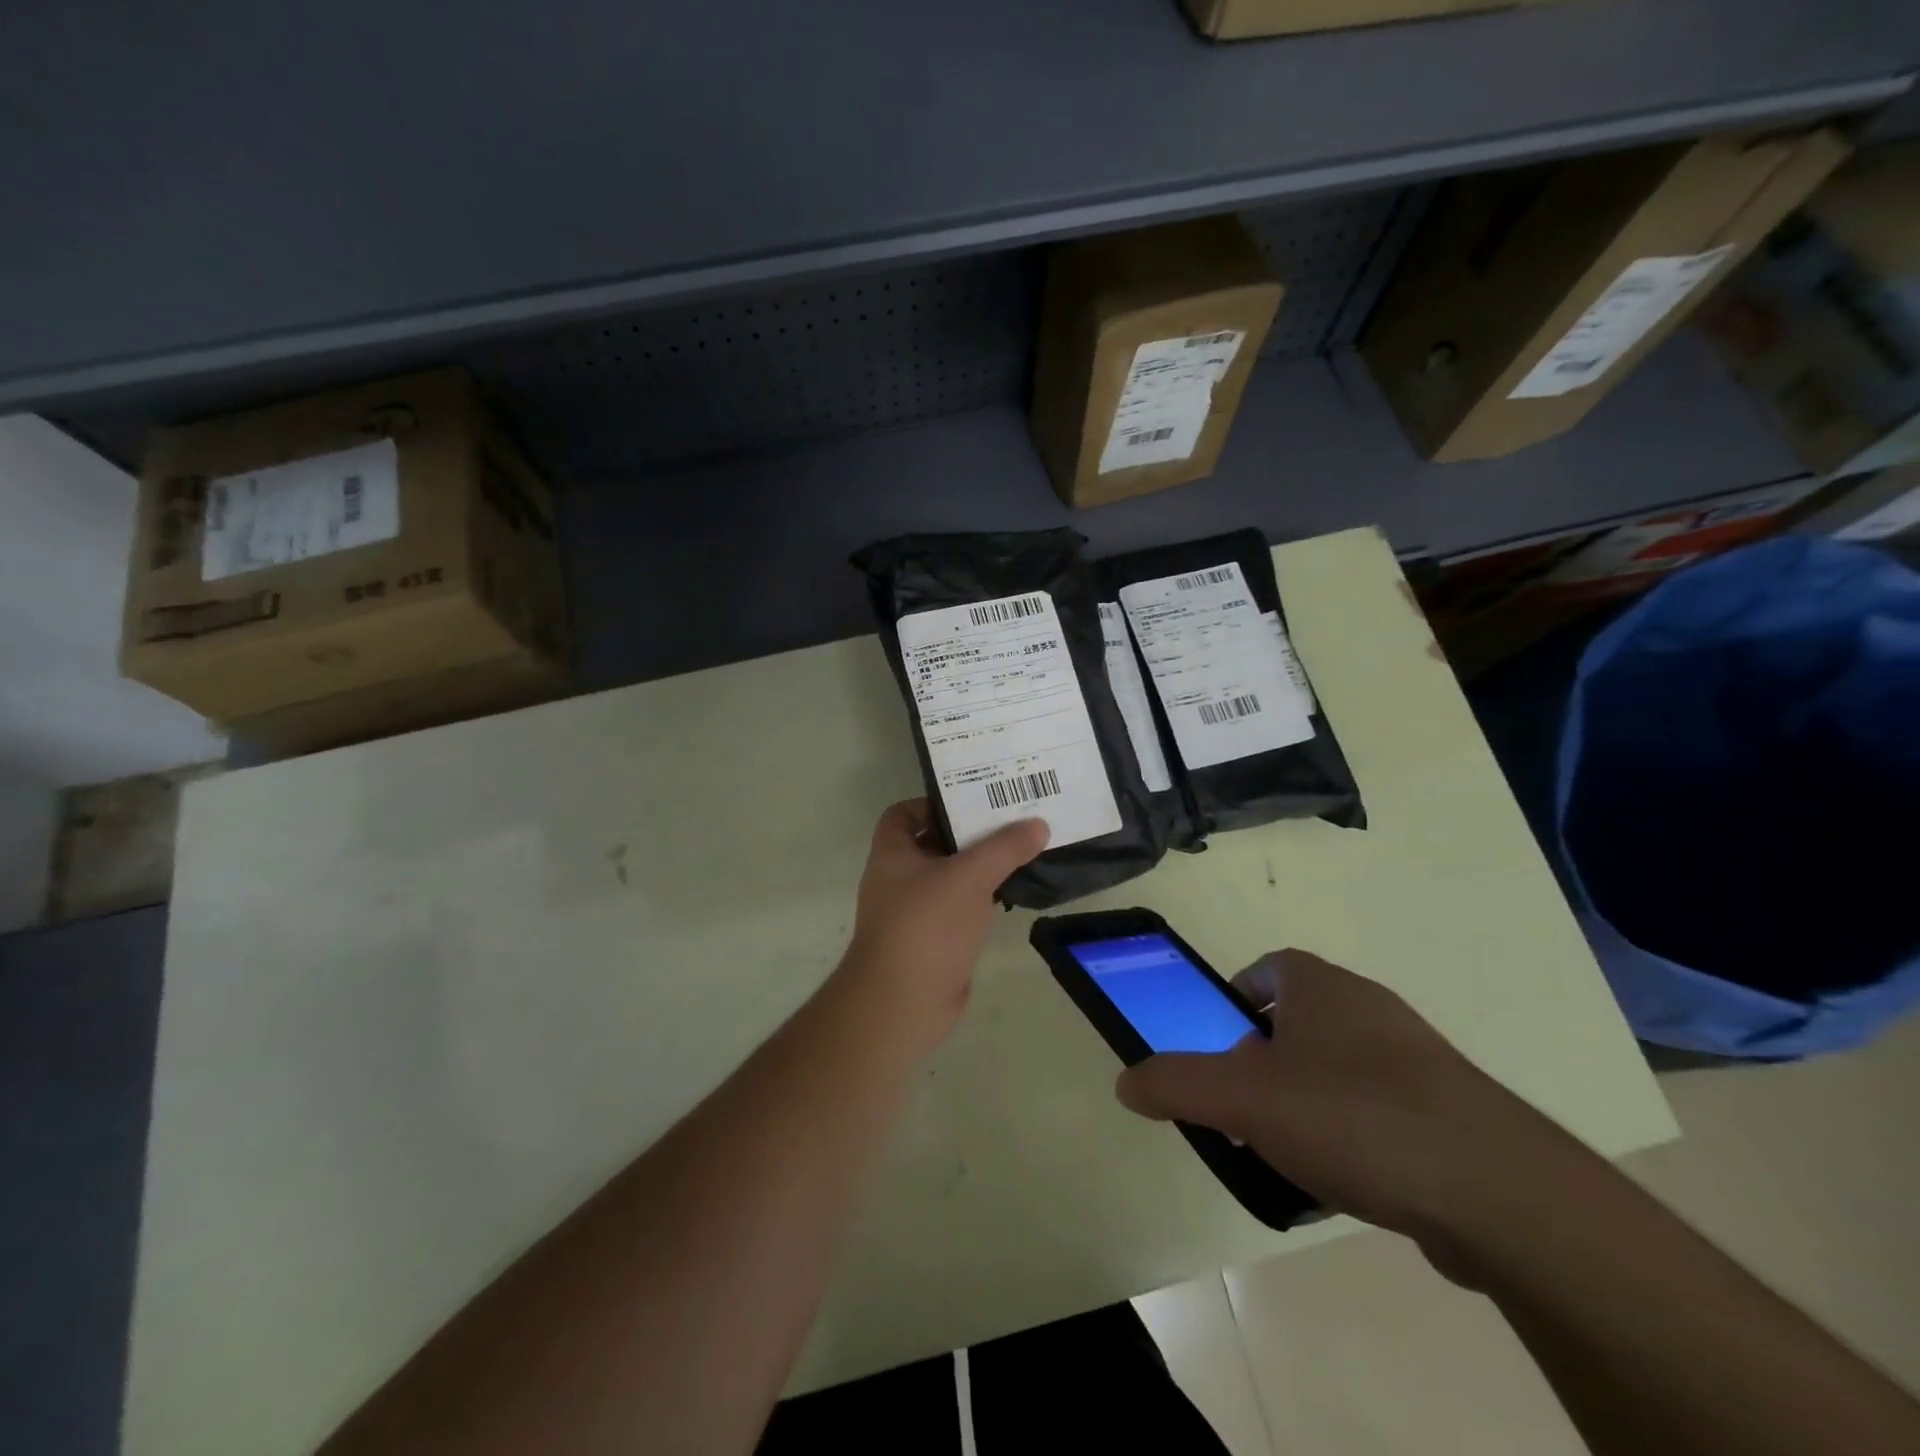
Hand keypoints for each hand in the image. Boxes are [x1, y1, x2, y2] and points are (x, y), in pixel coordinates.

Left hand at [837, 799, 1048, 1054]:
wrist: (902, 1003)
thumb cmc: (926, 926)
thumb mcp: (969, 876)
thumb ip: (1004, 848)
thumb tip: (1038, 824)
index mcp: (892, 853)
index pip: (903, 813)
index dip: (932, 802)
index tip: (971, 799)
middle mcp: (898, 878)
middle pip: (933, 843)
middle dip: (968, 832)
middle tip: (1011, 819)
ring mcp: (914, 912)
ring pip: (950, 878)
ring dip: (979, 867)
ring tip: (1021, 850)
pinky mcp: (933, 941)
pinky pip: (960, 908)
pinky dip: (982, 899)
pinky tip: (1012, 893)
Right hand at [1114, 950, 1584, 1253]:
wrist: (1497, 1191)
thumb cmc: (1351, 1116)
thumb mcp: (1242, 1099)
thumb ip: (1176, 1084)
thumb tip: (1125, 1081)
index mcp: (1321, 987)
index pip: (1267, 968)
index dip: (1235, 996)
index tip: (1218, 1039)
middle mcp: (1370, 1007)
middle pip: (1300, 1019)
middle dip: (1265, 1055)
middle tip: (1242, 1102)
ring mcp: (1419, 1058)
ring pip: (1341, 1065)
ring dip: (1308, 1096)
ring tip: (1288, 1149)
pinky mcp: (1453, 1111)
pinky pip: (1383, 1108)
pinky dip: (1355, 1132)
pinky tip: (1347, 1181)